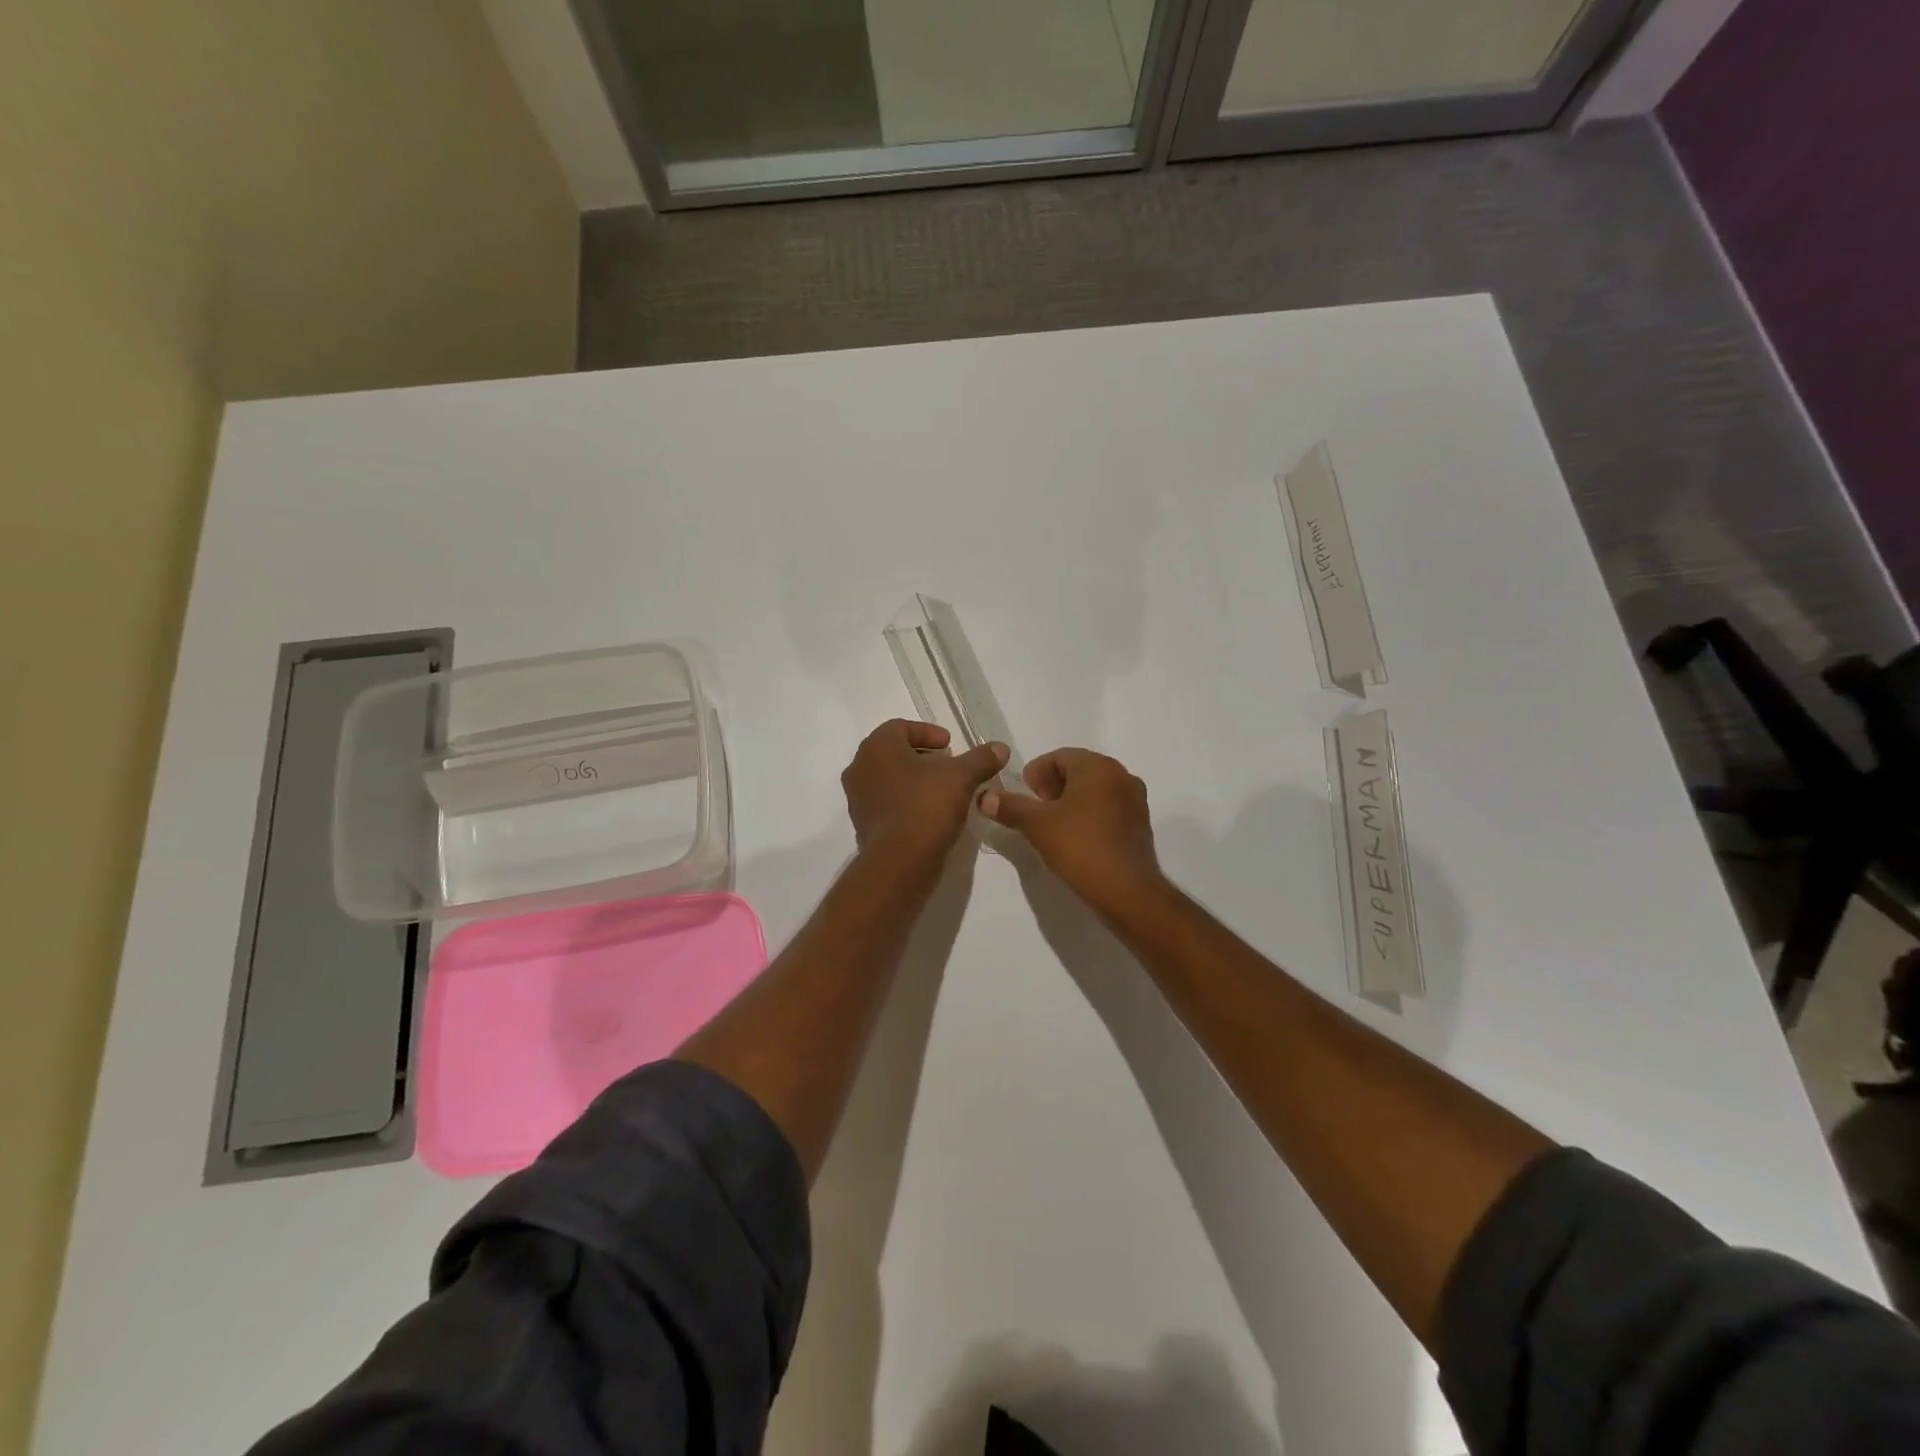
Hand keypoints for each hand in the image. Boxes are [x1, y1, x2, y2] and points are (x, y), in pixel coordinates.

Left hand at [842, 719, 1009, 868]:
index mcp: (877, 747)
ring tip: (942, 790)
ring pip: (888, 778)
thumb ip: (981, 759)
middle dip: (922, 756)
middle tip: (948, 765)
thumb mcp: (962, 777)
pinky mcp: (863, 824)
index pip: (900, 727)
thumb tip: (1000, 748)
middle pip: (893, 752)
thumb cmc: (926, 806)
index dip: (928, 733)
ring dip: (914, 779)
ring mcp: (857, 798)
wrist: (900, 861)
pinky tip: (929, 813)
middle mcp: (860, 767)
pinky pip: (886, 803)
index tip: (950, 745)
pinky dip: (906, 801)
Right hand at [978, 748, 1165, 915]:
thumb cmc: (1080, 847)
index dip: (1036, 772)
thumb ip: (1010, 806)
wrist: (1126, 891)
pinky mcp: (1141, 822)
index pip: (1059, 756)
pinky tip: (1076, 836)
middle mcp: (1121, 775)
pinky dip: (1089, 813)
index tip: (1024, 793)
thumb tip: (984, 797)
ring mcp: (1135, 799)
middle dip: (1053, 784)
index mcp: (1098, 767)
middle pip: (1079, 769)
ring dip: (1071, 799)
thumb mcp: (1037, 825)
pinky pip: (1109, 806)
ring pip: (1095, 788)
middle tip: (1035, 807)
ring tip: (1052, 824)